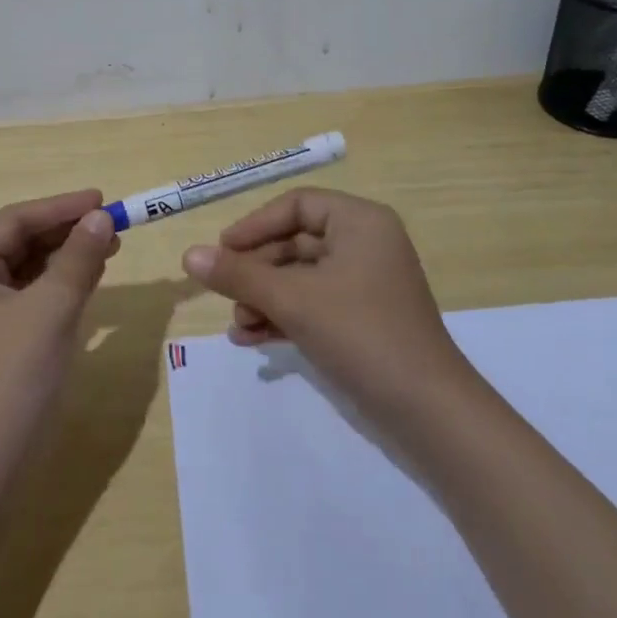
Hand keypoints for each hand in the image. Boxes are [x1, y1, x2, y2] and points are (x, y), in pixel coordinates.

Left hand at [0, 190, 118, 455]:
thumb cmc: (13, 375)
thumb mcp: (51, 308)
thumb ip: (78, 257)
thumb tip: (101, 217)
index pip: (14, 221)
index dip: (59, 207)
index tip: (101, 199)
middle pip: (20, 241)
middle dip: (66, 231)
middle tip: (110, 223)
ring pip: (30, 267)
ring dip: (67, 254)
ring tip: (109, 244)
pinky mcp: (1, 336)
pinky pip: (34, 294)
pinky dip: (62, 282)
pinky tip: (92, 275)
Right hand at [181, 188, 469, 418]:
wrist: (428, 412)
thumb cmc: (361, 334)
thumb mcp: (293, 300)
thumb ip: (238, 275)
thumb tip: (188, 255)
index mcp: (359, 222)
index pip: (296, 205)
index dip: (254, 225)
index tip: (221, 252)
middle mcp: (365, 244)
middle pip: (294, 243)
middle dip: (256, 272)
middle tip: (225, 296)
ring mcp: (365, 284)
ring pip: (300, 278)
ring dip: (265, 298)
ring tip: (238, 326)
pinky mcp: (363, 319)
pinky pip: (314, 305)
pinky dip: (284, 317)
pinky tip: (252, 340)